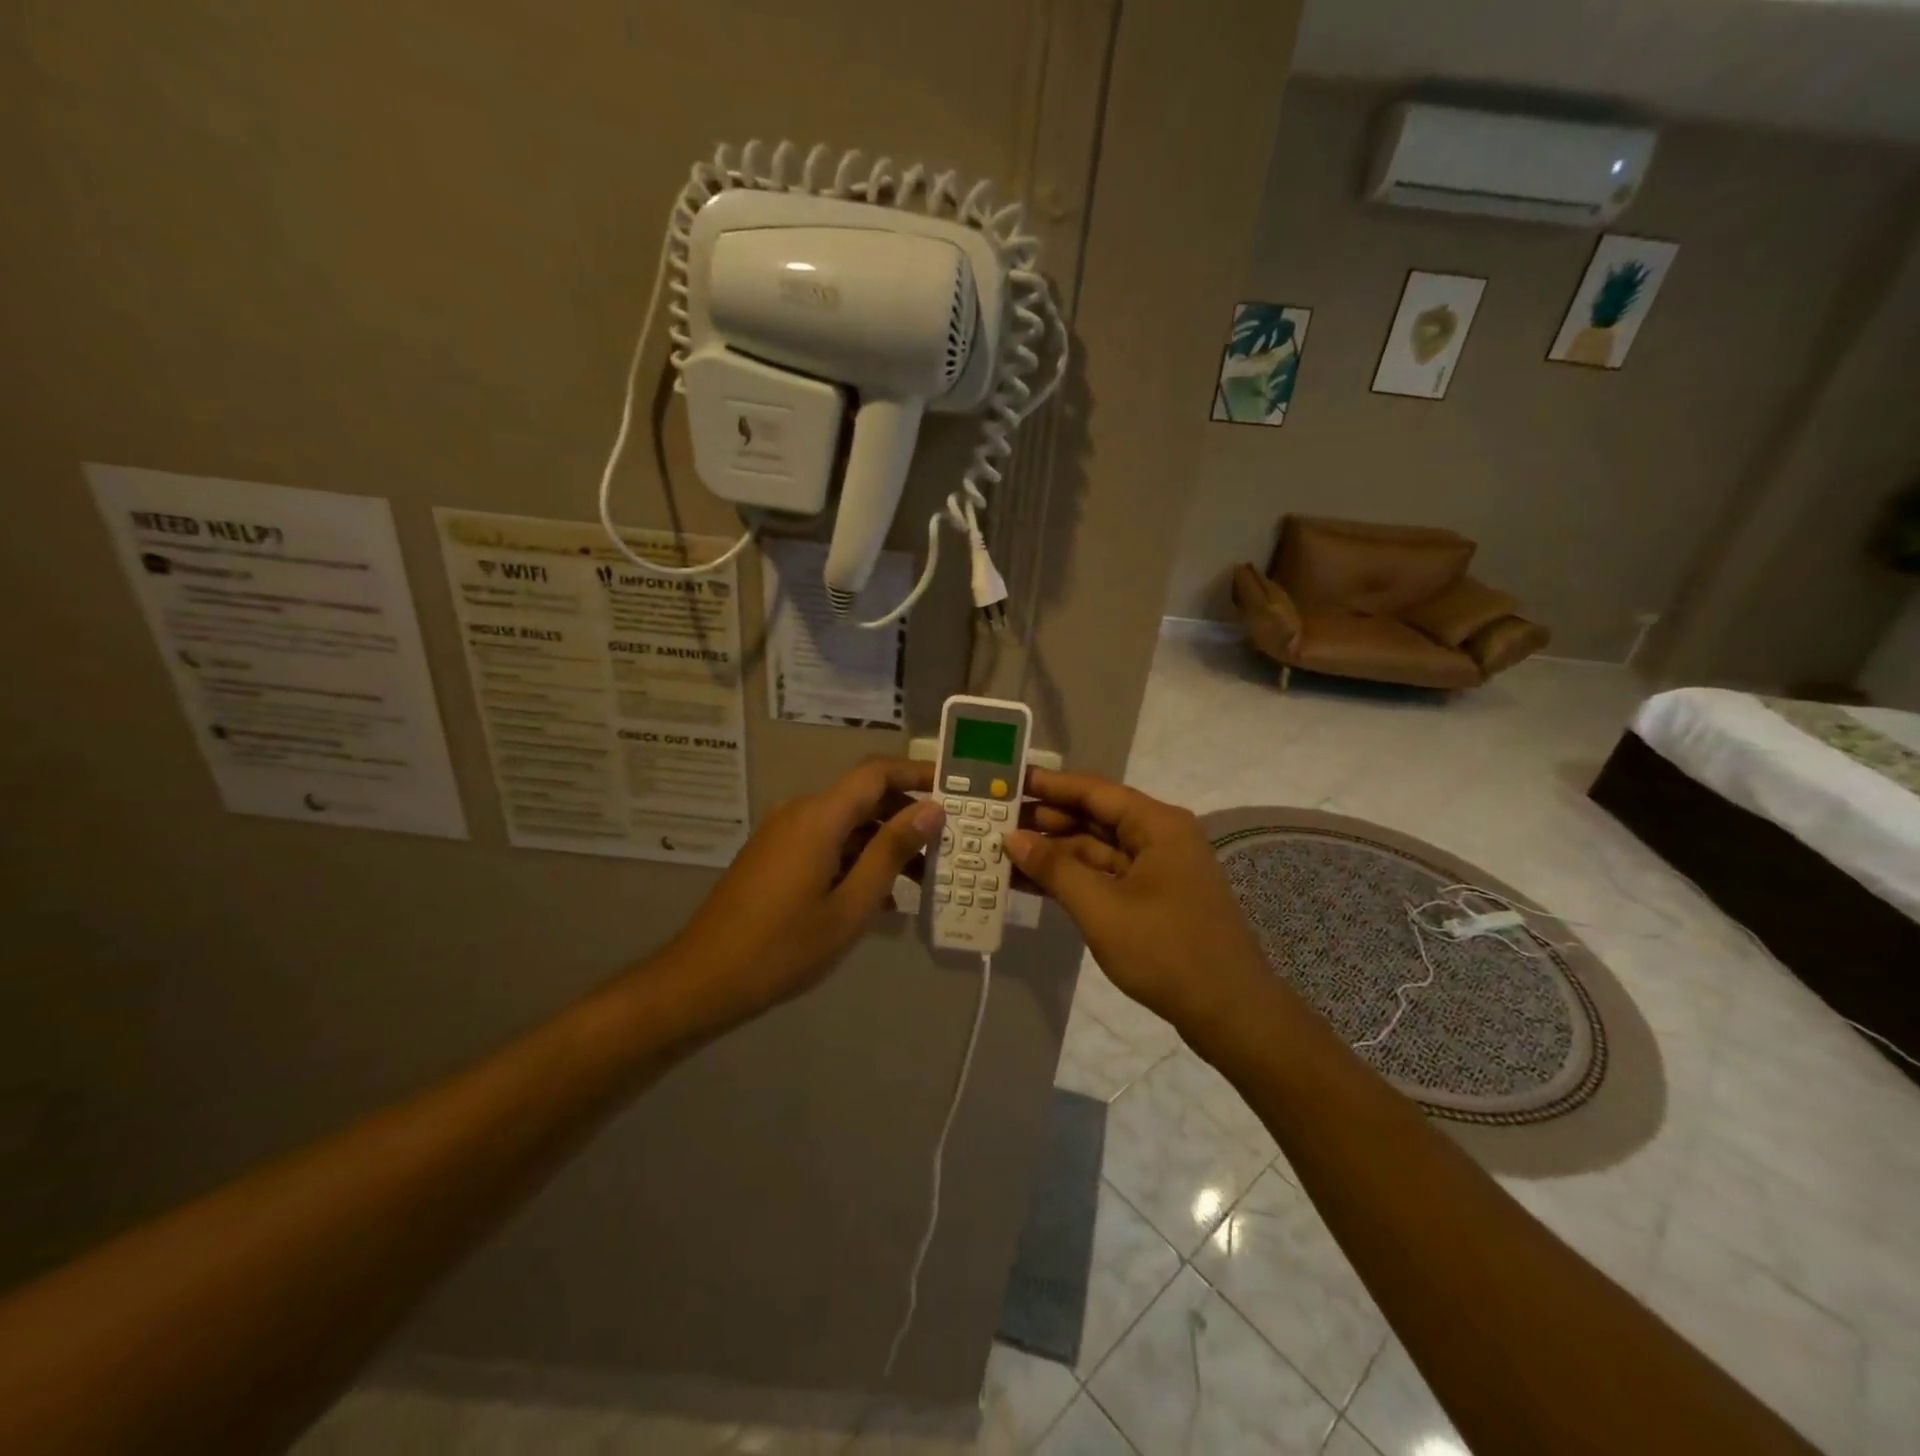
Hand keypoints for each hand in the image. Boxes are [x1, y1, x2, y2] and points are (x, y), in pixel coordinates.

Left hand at [665, 757, 940, 1022]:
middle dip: (906, 816)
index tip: (955, 788)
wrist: (704, 979)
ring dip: (883, 843)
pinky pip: (826, 843)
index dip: (917, 773)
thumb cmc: (783, 946)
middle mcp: (800, 812)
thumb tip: (932, 809)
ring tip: (922, 878)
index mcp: (818, 816)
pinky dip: (857, 858)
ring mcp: (783, 834)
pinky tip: (881, 896)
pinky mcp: (775, 856)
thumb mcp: (850, 905)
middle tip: (946, 844)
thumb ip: (892, 851)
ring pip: (846, 824)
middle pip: (863, 796)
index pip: (876, 772)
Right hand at [1005, 771, 1267, 1028]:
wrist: (1229, 1012)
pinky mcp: (1153, 898)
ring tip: (1003, 851)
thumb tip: (1013, 838)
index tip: (1008, 780)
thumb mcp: (1102, 908)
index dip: (1049, 784)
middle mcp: (1159, 837)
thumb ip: (1055, 868)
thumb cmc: (1166, 951)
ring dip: (1055, 852)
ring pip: (1096, 849)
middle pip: (1094, 817)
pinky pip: (1105, 876)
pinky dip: (1072, 878)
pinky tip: (1031, 882)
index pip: (1093, 791)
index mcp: (1157, 825)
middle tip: (995, 819)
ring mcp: (1157, 870)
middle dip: (1046, 820)